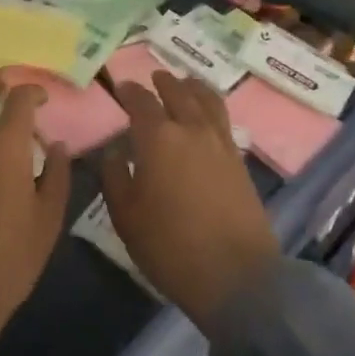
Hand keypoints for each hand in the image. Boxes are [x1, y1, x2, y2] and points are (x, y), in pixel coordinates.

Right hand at [100, 71, 280, 336]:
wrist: (237, 277)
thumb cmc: (171, 247)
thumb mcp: (126, 217)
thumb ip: (115, 177)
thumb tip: (114, 152)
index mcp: (158, 138)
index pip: (141, 102)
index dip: (129, 91)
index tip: (121, 87)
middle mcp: (191, 129)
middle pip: (178, 92)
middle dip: (164, 82)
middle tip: (154, 77)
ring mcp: (220, 143)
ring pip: (207, 100)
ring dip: (193, 87)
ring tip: (186, 83)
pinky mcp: (240, 161)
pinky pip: (223, 119)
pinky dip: (211, 106)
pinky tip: (207, 115)